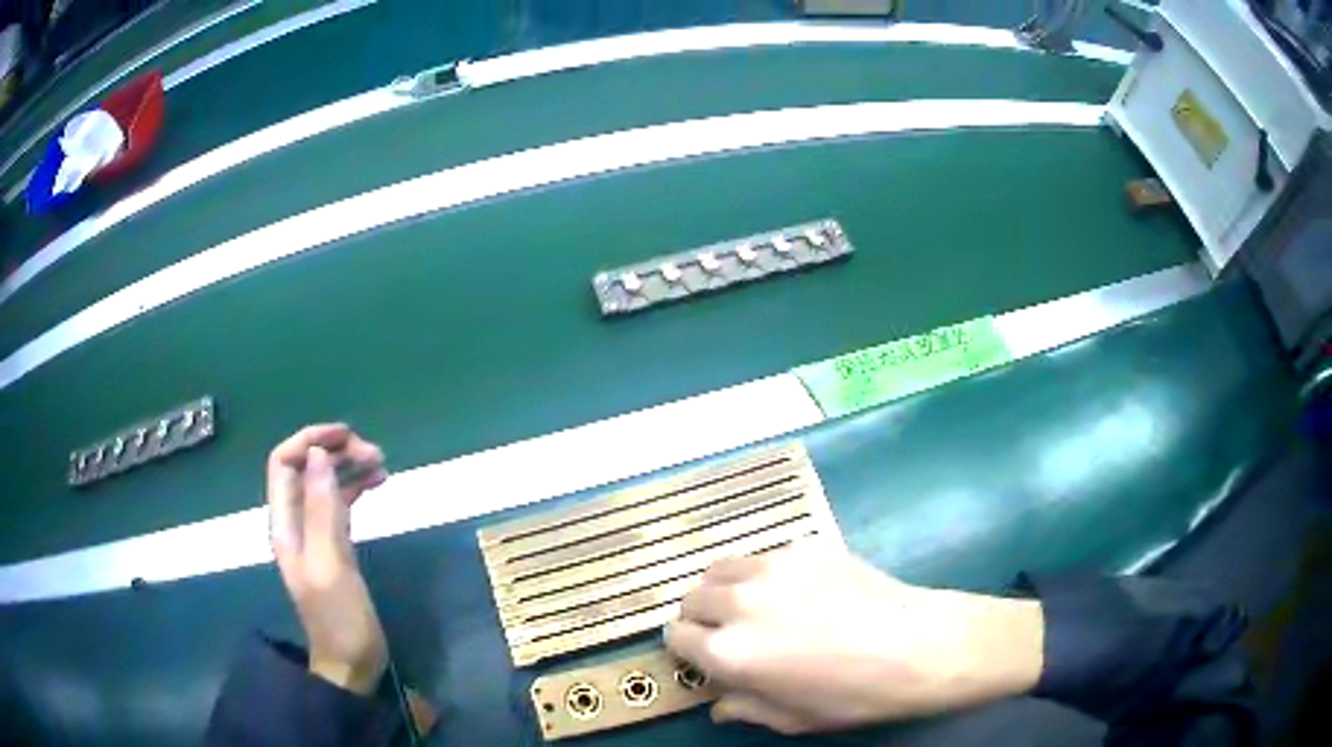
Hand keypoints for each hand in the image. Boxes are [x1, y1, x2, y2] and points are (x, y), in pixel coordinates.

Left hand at [266, 423, 388, 693]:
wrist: (351, 663)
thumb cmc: (340, 619)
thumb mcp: (331, 564)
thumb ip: (322, 511)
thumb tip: (319, 454)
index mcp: (286, 524)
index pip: (284, 463)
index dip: (310, 440)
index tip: (347, 435)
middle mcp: (296, 522)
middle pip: (306, 468)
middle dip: (335, 451)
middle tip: (375, 454)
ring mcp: (315, 534)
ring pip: (325, 483)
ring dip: (349, 467)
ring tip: (382, 464)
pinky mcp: (335, 546)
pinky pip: (341, 503)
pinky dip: (356, 487)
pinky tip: (378, 483)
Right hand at [665, 546, 1043, 734]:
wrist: (918, 646)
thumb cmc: (854, 695)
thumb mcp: (792, 718)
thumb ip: (744, 708)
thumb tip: (719, 705)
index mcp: (728, 652)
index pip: (675, 637)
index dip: (687, 649)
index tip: (704, 655)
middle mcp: (737, 603)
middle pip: (691, 598)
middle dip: (700, 617)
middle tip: (728, 631)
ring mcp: (770, 568)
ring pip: (719, 569)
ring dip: (723, 588)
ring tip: (752, 605)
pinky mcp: (802, 547)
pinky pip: (760, 556)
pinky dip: (759, 572)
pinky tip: (792, 589)